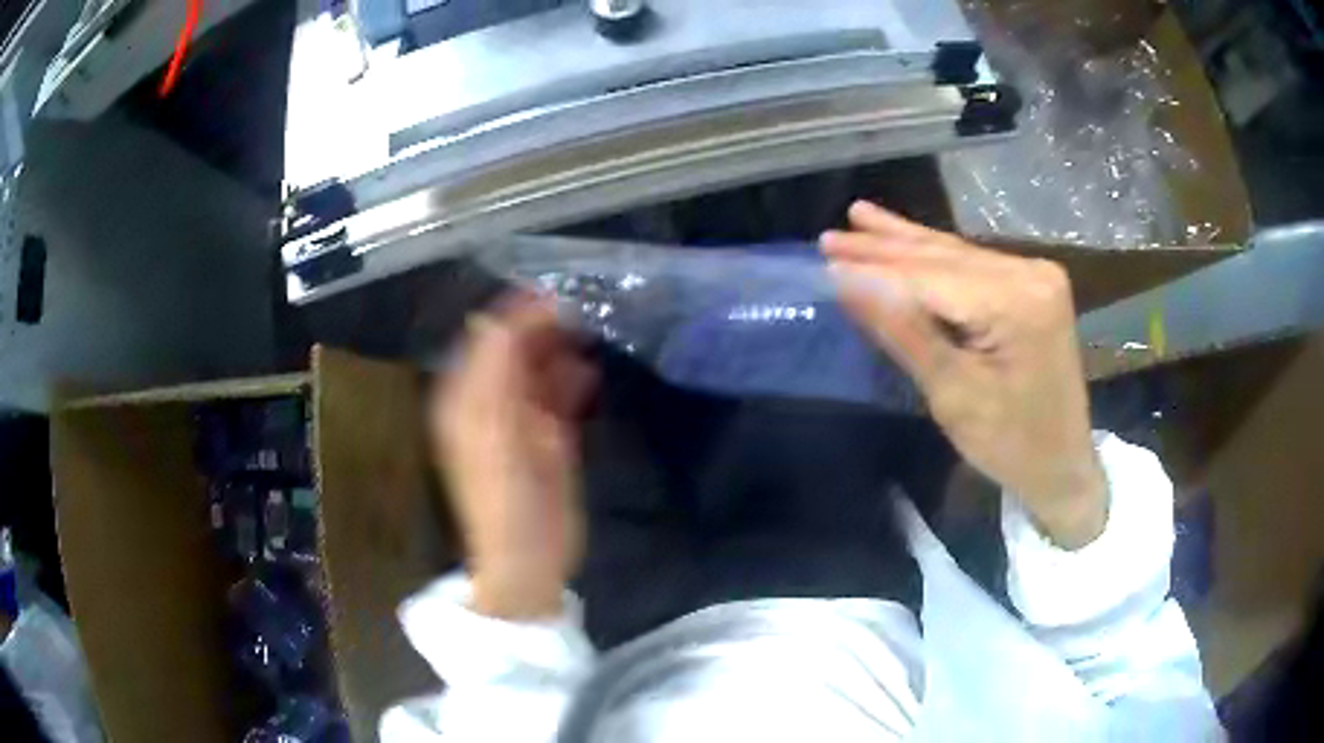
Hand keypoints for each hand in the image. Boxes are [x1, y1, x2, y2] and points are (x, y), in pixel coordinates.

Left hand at [431, 295, 597, 618]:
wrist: (529, 560)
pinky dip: (572, 382)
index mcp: (466, 399)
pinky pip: (558, 397)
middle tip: (581, 309)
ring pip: (539, 370)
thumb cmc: (504, 499)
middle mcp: (489, 403)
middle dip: (544, 328)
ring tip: (589, 332)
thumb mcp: (493, 433)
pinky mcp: (548, 438)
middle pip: (515, 350)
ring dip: (560, 351)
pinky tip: (589, 374)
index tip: (555, 295)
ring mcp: (520, 420)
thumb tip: (495, 317)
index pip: (488, 339)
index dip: (516, 313)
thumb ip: (493, 376)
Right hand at [821, 202, 1107, 548]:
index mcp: (1018, 303)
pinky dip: (934, 256)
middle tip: (829, 238)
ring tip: (858, 217)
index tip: (823, 260)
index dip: (875, 270)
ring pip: (955, 254)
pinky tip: (906, 236)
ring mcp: (1034, 275)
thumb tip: (847, 282)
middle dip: (884, 248)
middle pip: (943, 257)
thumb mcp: (953, 395)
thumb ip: (903, 331)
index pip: (930, 278)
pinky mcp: (1032, 285)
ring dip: (905, 242)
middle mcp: (1030, 273)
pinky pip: (972, 266)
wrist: (1062, 464)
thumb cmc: (1010, 444)